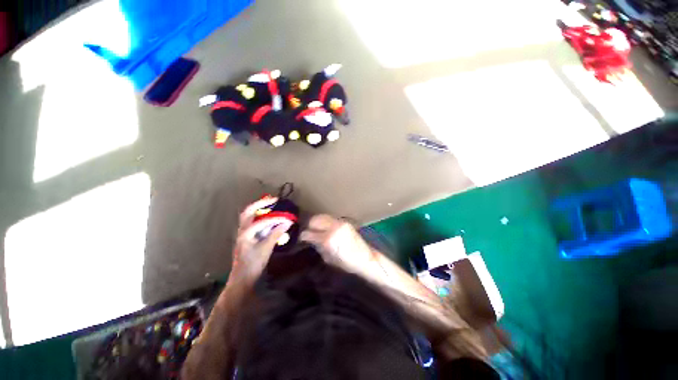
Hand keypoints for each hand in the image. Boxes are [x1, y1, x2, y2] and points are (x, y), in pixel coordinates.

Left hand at [231, 197, 292, 282]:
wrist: (241, 279)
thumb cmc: (253, 264)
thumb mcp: (266, 249)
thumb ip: (276, 234)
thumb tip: (288, 223)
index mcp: (246, 233)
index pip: (262, 221)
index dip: (276, 219)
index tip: (287, 218)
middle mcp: (242, 230)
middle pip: (248, 211)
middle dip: (260, 204)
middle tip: (273, 199)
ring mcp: (243, 233)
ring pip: (249, 216)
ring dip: (258, 209)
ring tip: (270, 204)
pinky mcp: (246, 238)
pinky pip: (253, 223)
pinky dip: (260, 218)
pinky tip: (268, 219)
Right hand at [300, 215, 377, 274]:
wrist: (365, 258)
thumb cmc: (346, 263)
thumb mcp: (328, 258)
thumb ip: (318, 247)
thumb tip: (311, 240)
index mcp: (328, 239)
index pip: (309, 233)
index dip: (303, 236)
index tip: (301, 238)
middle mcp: (333, 227)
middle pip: (314, 220)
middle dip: (310, 226)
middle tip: (309, 233)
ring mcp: (340, 222)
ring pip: (322, 216)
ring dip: (317, 222)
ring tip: (317, 230)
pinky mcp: (344, 221)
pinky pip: (330, 219)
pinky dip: (325, 222)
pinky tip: (326, 229)